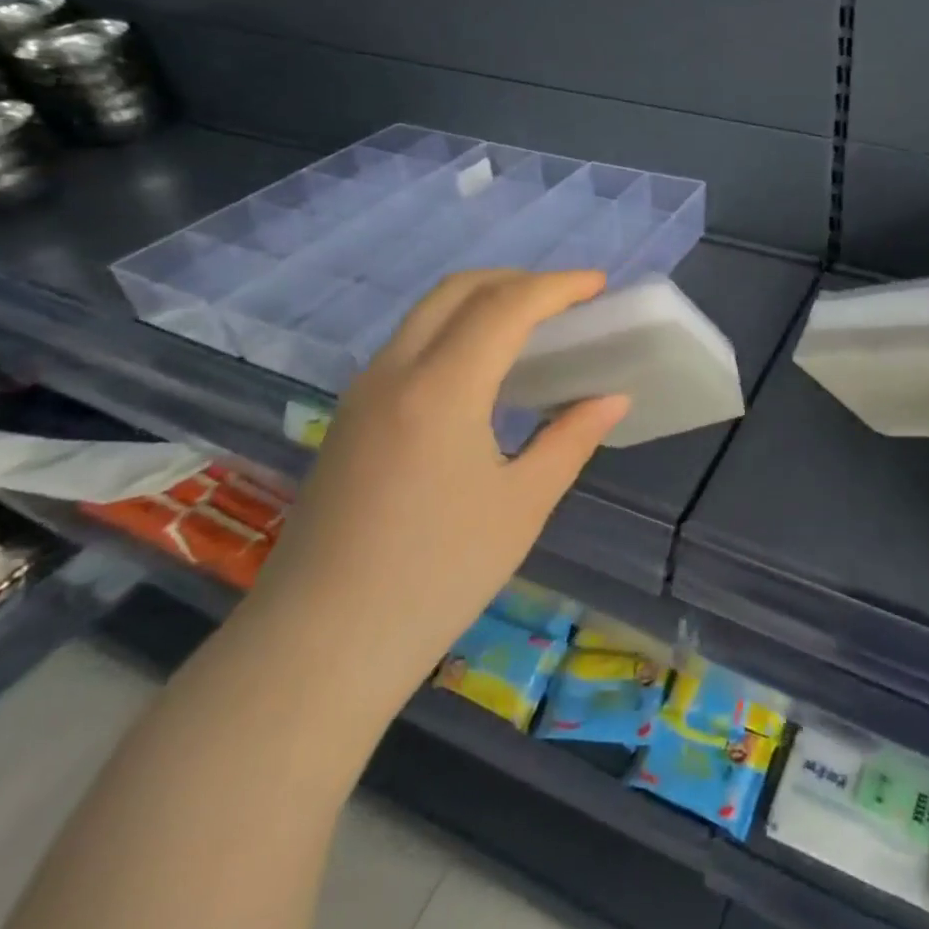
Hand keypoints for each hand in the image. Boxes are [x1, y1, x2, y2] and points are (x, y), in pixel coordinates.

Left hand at [248, 270, 629, 710]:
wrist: (316, 649)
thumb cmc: (435, 577)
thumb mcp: (522, 506)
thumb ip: (571, 438)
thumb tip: (612, 398)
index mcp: (441, 388)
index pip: (506, 306)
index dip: (558, 286)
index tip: (599, 285)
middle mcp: (395, 372)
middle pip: (458, 290)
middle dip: (517, 280)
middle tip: (566, 300)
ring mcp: (363, 392)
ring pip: (427, 313)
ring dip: (483, 301)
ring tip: (531, 327)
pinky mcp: (349, 417)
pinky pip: (409, 344)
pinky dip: (455, 330)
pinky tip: (482, 371)